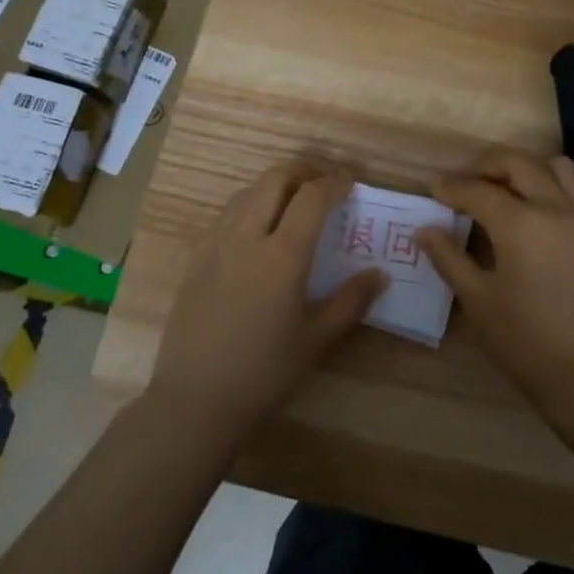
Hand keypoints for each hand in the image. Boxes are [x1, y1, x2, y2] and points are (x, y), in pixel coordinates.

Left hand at [150, 161, 384, 435]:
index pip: (311, 198)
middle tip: (322, 185)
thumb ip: (350, 302)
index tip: (349, 181)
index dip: (333, 182)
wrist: (195, 401)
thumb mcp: (316, 341)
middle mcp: (246, 238)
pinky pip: (224, 216)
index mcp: (282, 256)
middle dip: (302, 172)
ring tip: (291, 204)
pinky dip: (247, 208)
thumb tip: (379, 274)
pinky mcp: (195, 260)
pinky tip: (256, 233)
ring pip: (245, 193)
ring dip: (273, 187)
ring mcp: (215, 246)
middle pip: (274, 179)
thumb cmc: (264, 373)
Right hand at [416, 147, 573, 407]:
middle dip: (486, 164)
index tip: (433, 190)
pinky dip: (568, 188)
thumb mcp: (477, 300)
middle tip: (465, 182)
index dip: (451, 188)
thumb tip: (424, 230)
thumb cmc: (525, 341)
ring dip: (528, 168)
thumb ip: (449, 258)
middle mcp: (554, 208)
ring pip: (558, 167)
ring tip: (507, 188)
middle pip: (518, 163)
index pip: (477, 190)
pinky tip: (551, 205)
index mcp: (519, 223)